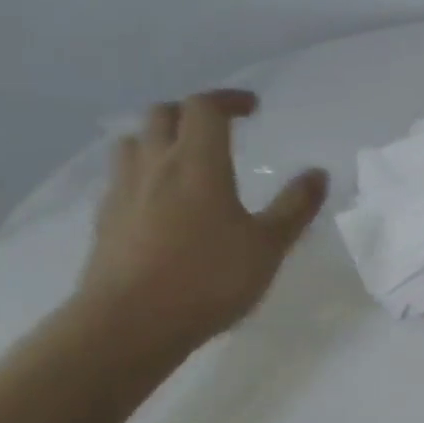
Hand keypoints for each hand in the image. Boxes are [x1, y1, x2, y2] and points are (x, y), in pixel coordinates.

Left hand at [73, 90, 328, 358]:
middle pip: (164, 114)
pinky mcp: (105, 218)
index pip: (206, 107)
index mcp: (198, 163)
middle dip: (193, 112)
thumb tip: (318, 173)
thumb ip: (295, 207)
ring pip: (135, 141)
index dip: (229, 99)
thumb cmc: (208, 279)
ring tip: (184, 158)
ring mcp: (123, 190)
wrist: (131, 322)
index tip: (252, 108)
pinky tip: (158, 200)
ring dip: (161, 137)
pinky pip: (122, 176)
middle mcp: (155, 164)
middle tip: (219, 129)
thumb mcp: (268, 246)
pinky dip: (143, 171)